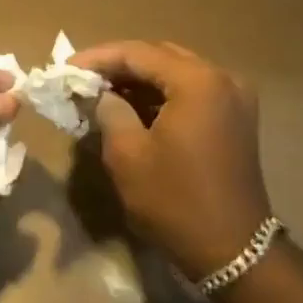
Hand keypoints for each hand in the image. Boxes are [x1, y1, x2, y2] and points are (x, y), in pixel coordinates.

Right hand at [68, 40, 272, 276]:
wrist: (233, 249)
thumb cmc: (175, 201)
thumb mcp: (128, 155)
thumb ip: (110, 111)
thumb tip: (103, 94)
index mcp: (197, 82)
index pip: (139, 53)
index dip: (99, 57)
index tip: (66, 67)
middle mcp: (222, 79)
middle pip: (161, 57)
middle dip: (120, 65)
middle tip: (83, 79)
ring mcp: (234, 98)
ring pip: (177, 74)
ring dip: (141, 80)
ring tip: (102, 93)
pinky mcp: (236, 118)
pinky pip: (192, 93)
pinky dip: (162, 96)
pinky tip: (133, 108)